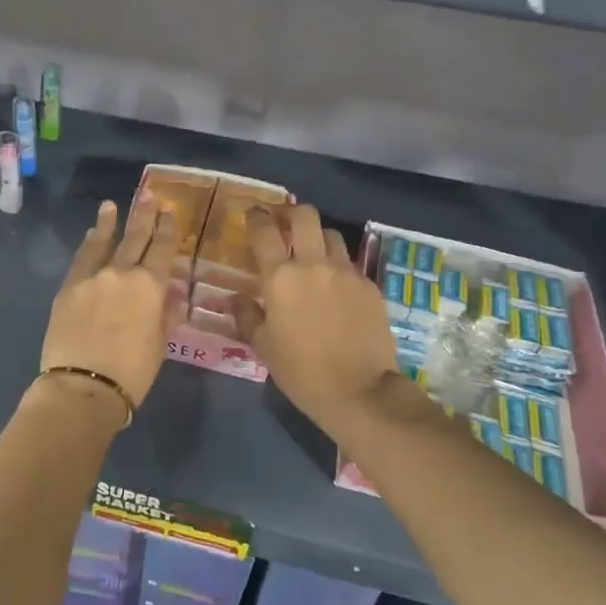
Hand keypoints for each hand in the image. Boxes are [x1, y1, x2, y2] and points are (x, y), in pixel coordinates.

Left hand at [39, 199, 181, 409]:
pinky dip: (89, 244)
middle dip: (144, 216)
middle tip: (148, 195)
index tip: (170, 211)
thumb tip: (173, 294)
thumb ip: (167, 315)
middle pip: (135, 238)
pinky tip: (92, 235)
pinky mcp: (68, 288)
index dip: (168, 229)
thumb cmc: (131, 371)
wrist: (83, 385)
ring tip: (112, 205)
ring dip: (110, 222)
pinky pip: (81, 258)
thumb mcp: (160, 345)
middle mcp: (121, 273)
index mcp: (149, 286)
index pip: (163, 249)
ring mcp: (91, 277)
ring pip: (104, 242)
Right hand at [235, 203, 398, 434]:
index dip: (257, 217)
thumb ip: (247, 316)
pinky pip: (350, 264)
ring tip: (312, 254)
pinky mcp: (369, 286)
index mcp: (280, 278)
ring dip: (318, 238)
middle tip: (284, 223)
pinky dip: (338, 267)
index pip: (265, 231)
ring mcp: (346, 272)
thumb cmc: (301, 371)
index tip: (254, 215)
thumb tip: (236, 300)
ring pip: (331, 235)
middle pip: (304, 216)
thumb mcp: (264, 346)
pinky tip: (335, 288)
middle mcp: (314, 264)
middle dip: (291, 213)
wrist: (360, 391)